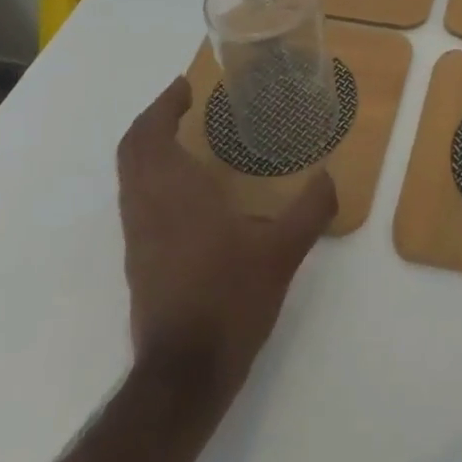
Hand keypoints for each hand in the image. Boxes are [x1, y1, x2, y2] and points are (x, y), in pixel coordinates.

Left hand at [116, 76, 336, 394]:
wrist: (183, 376)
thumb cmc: (230, 300)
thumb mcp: (282, 253)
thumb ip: (310, 209)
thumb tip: (330, 176)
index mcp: (175, 193)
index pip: (150, 135)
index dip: (162, 105)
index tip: (185, 86)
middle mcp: (147, 207)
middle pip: (132, 150)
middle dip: (153, 121)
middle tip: (184, 104)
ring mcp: (137, 237)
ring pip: (131, 177)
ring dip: (150, 149)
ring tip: (189, 139)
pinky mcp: (138, 261)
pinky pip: (137, 200)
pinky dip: (154, 177)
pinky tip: (190, 191)